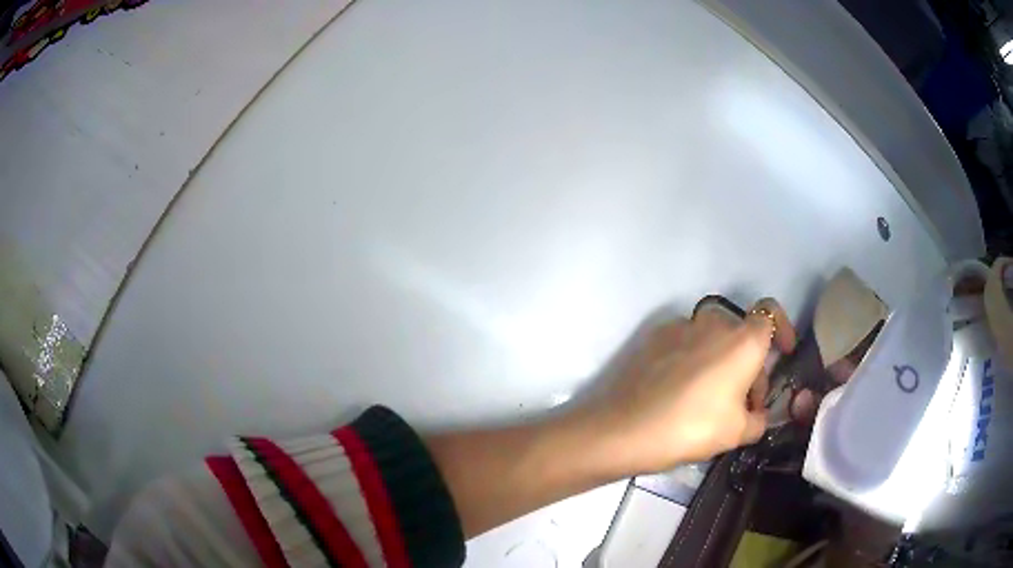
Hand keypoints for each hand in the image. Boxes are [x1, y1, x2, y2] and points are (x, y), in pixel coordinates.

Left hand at [586, 298, 796, 473]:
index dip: (782, 329)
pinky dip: (694, 359)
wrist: (624, 429)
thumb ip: (759, 419)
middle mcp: (714, 323)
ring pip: (714, 338)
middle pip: (742, 334)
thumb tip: (756, 415)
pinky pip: (686, 343)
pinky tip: (681, 392)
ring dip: (722, 361)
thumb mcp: (738, 433)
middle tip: (744, 404)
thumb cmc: (691, 428)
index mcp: (742, 340)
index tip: (783, 353)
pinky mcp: (654, 337)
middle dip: (751, 364)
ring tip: (712, 400)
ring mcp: (680, 326)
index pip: (771, 313)